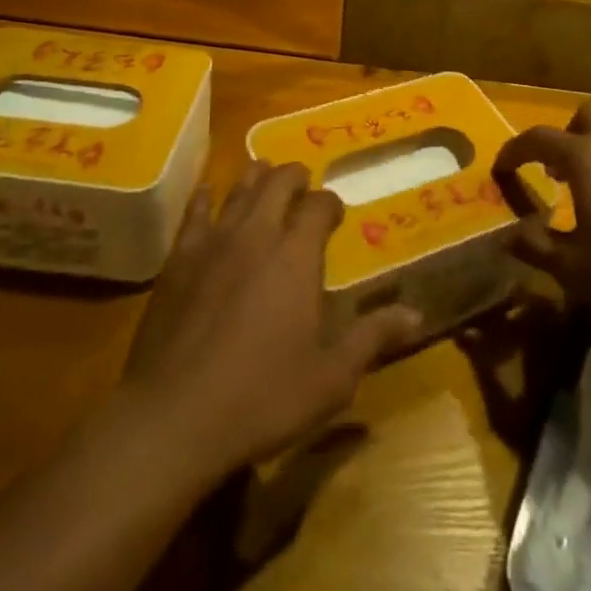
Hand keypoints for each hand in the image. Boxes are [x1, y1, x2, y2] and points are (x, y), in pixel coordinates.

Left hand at [120, 162, 420, 479]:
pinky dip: (205, 197)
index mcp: (296, 254)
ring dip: (256, 177)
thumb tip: (417, 314)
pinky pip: (194, 213)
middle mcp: (257, 234)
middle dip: (295, 177)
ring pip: (239, 189)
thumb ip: (373, 337)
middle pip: (278, 183)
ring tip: (265, 173)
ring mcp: (213, 242)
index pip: (320, 206)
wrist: (173, 417)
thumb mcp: (331, 378)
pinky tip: (207, 192)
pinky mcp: (178, 259)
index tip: (336, 214)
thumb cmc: (262, 397)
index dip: (331, 203)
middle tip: (303, 184)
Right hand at [493, 101, 590, 324]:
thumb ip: (535, 247)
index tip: (501, 169)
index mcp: (584, 157)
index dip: (514, 151)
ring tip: (583, 192)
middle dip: (562, 136)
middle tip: (552, 171)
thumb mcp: (572, 266)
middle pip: (584, 116)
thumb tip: (509, 235)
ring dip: (590, 151)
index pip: (538, 138)